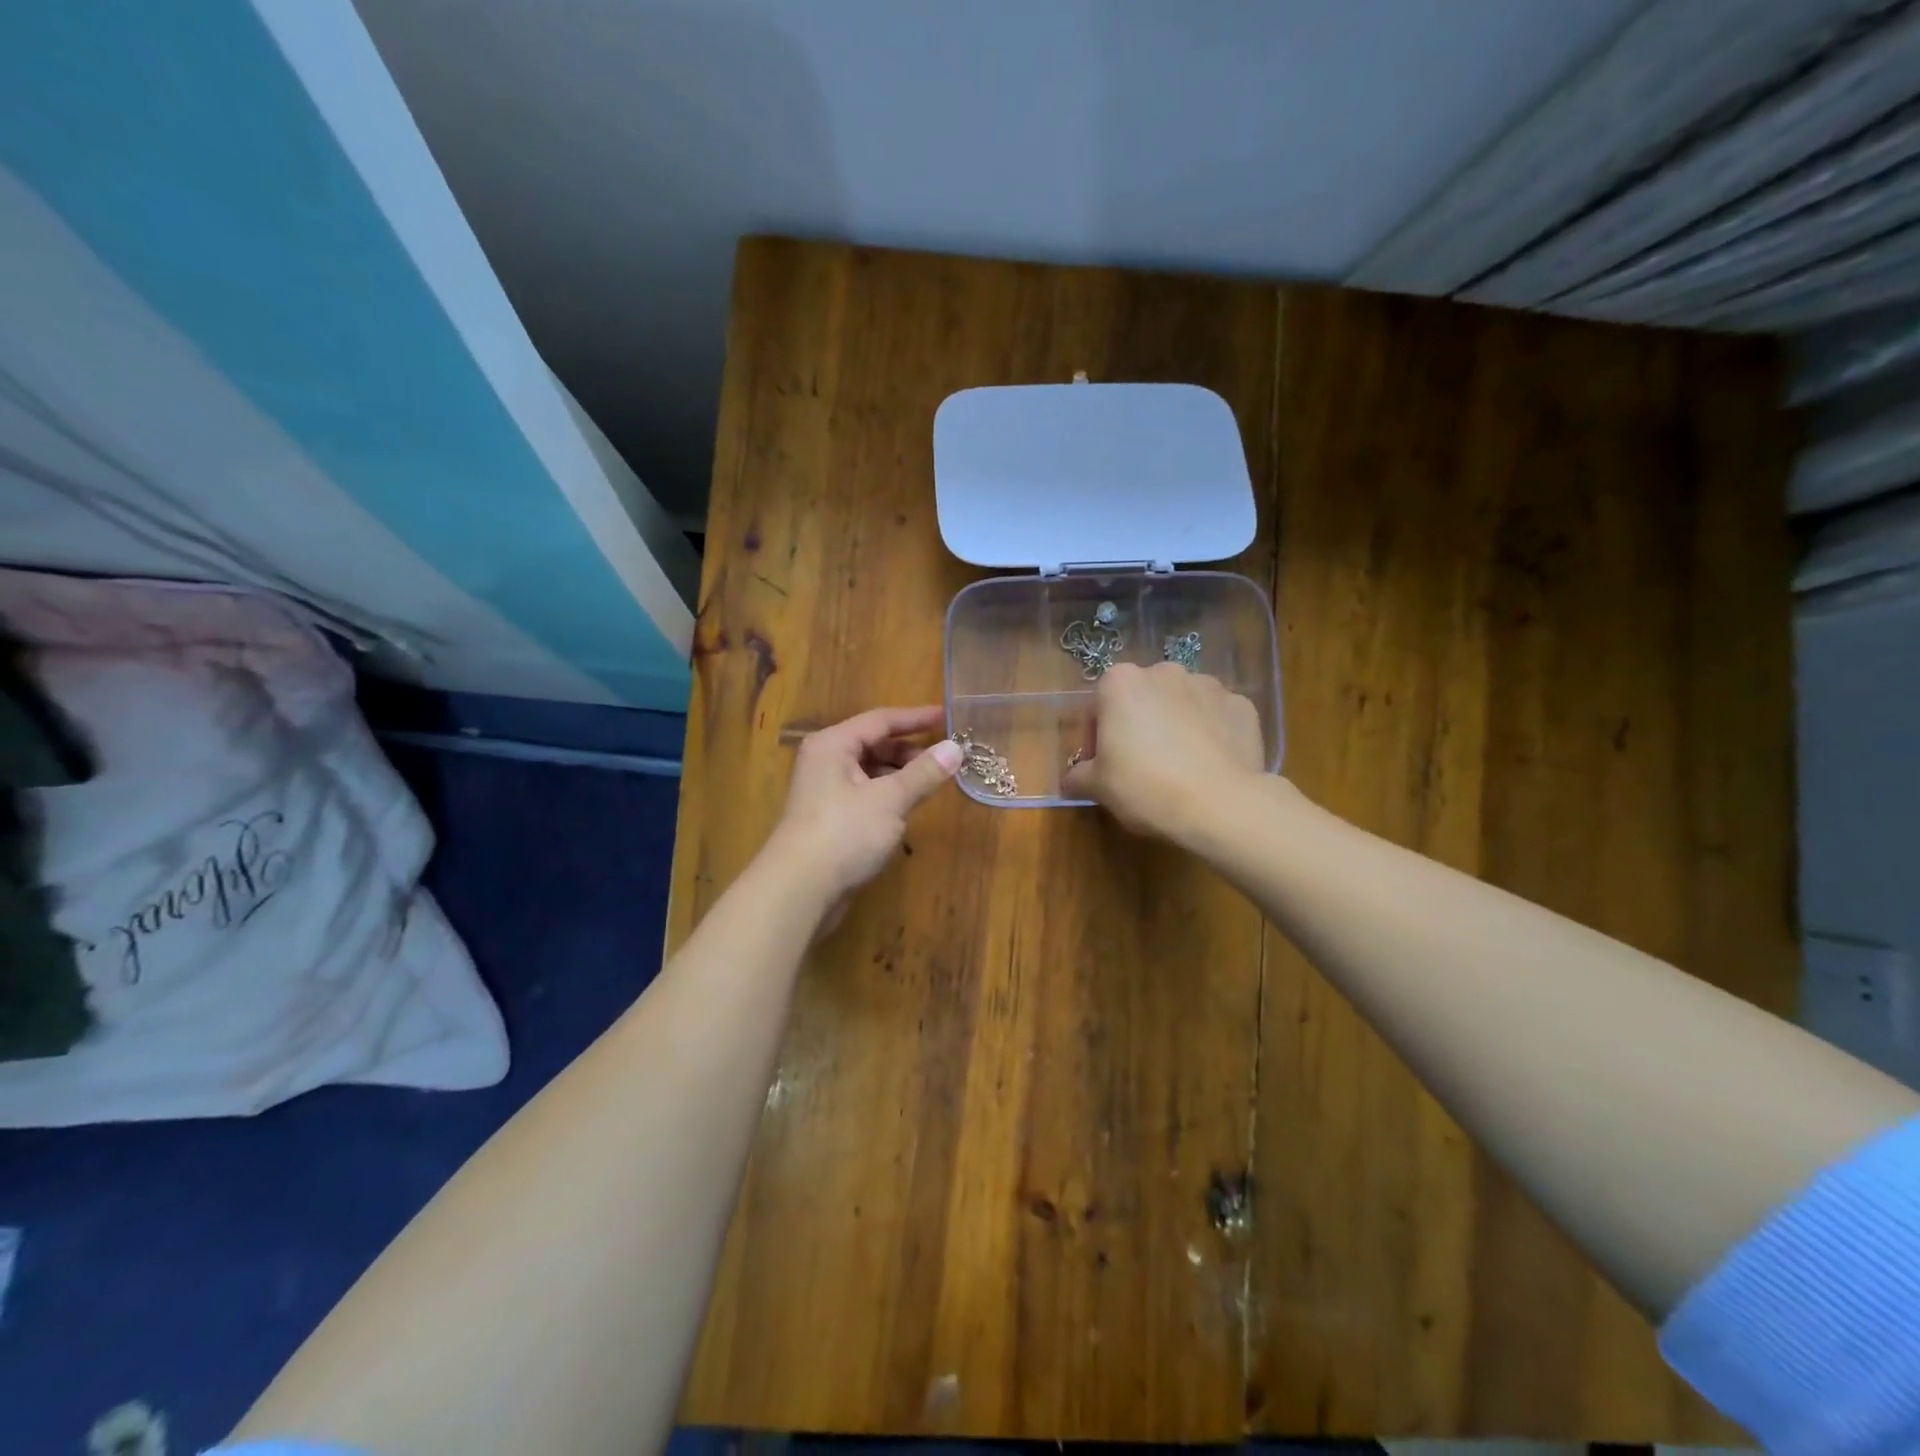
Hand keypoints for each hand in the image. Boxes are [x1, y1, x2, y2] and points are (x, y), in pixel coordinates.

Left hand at [767, 705, 962, 904]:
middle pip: (874, 744)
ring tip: (932, 783)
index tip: (948, 717)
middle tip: (945, 758)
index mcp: (833, 744)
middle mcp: (825, 761)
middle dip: (910, 750)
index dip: (916, 718)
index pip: (881, 720)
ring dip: (900, 775)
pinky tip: (907, 808)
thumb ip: (923, 773)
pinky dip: (888, 795)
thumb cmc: (844, 833)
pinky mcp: (830, 818)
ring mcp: (825, 791)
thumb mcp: (890, 800)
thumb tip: (955, 748)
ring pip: (870, 771)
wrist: (799, 890)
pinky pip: (865, 794)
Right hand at [1062, 662, 1265, 839]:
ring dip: (1175, 725)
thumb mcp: (1098, 787)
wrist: (1221, 805)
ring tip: (1179, 766)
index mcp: (1121, 682)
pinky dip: (1210, 733)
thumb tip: (1072, 779)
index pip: (1097, 708)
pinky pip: (1216, 717)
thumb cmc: (1145, 787)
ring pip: (1180, 704)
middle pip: (1141, 700)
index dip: (1095, 739)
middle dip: (1138, 725)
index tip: (1103, 767)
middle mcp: (1164, 672)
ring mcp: (1208, 685)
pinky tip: (1209, 764)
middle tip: (1139, 766)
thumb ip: (1078, 776)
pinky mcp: (1242, 705)